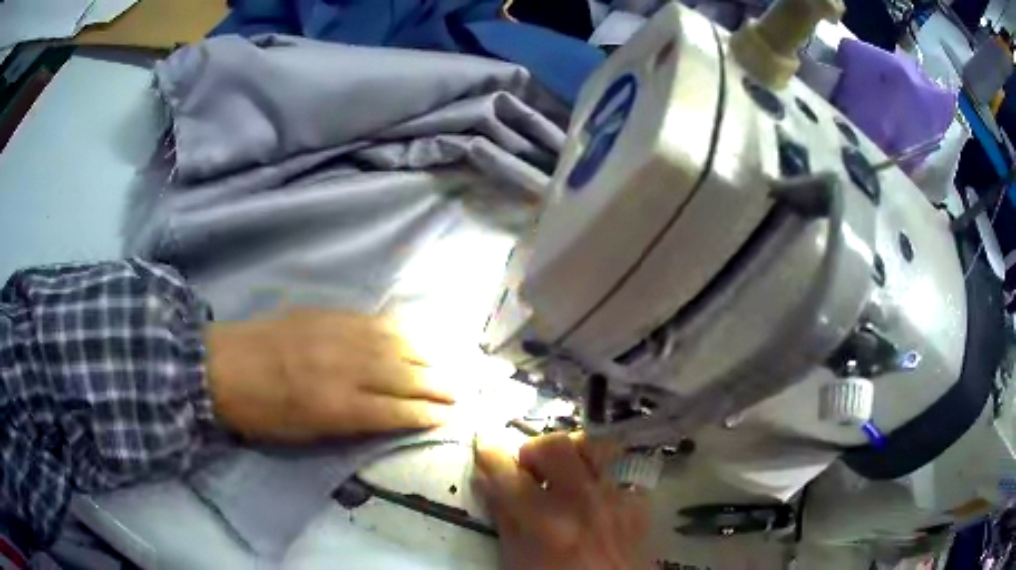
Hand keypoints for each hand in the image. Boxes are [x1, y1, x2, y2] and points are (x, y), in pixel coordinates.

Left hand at [206, 309, 453, 441]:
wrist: (220, 366)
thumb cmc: (259, 413)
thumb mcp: (303, 433)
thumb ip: (347, 424)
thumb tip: (385, 417)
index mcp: (334, 405)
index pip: (394, 409)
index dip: (425, 414)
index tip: (450, 416)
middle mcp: (342, 367)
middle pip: (401, 374)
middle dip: (436, 384)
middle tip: (461, 390)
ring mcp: (335, 335)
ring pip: (392, 344)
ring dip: (424, 355)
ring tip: (447, 363)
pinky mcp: (325, 315)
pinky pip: (370, 321)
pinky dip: (397, 330)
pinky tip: (411, 335)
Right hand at [473, 432, 650, 569]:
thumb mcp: (517, 557)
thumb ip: (503, 516)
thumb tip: (485, 480)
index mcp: (543, 522)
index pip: (507, 473)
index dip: (489, 456)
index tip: (485, 452)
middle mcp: (581, 503)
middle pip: (555, 446)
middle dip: (534, 450)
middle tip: (528, 469)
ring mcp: (614, 500)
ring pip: (592, 447)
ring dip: (572, 453)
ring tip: (563, 471)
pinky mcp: (637, 504)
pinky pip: (618, 472)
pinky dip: (601, 476)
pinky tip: (593, 495)